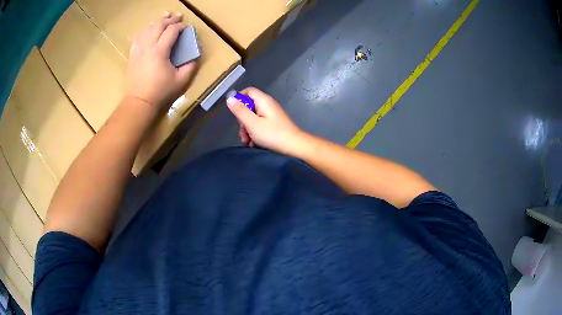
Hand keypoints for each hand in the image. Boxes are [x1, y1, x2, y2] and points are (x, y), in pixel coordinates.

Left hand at [125, 12, 196, 109]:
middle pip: (159, 26)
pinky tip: (148, 30)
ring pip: (147, 29)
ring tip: (164, 18)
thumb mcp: (180, 81)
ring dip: (157, 22)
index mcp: (160, 51)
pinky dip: (144, 31)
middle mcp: (148, 46)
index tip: (186, 27)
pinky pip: (137, 37)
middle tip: (177, 17)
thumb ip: (190, 66)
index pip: (171, 31)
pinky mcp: (132, 55)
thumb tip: (194, 56)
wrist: (139, 102)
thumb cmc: (160, 92)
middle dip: (169, 20)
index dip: (180, 26)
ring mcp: (138, 50)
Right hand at [227, 87, 307, 155]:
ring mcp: (271, 115)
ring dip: (247, 130)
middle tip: (243, 133)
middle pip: (249, 106)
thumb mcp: (252, 123)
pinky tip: (254, 143)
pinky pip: (259, 124)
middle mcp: (267, 105)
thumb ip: (240, 111)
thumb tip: (230, 99)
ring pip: (253, 118)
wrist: (295, 146)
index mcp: (263, 101)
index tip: (235, 113)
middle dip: (242, 120)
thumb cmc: (273, 134)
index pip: (248, 91)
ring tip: (248, 142)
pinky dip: (255, 133)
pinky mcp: (273, 124)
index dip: (239, 99)